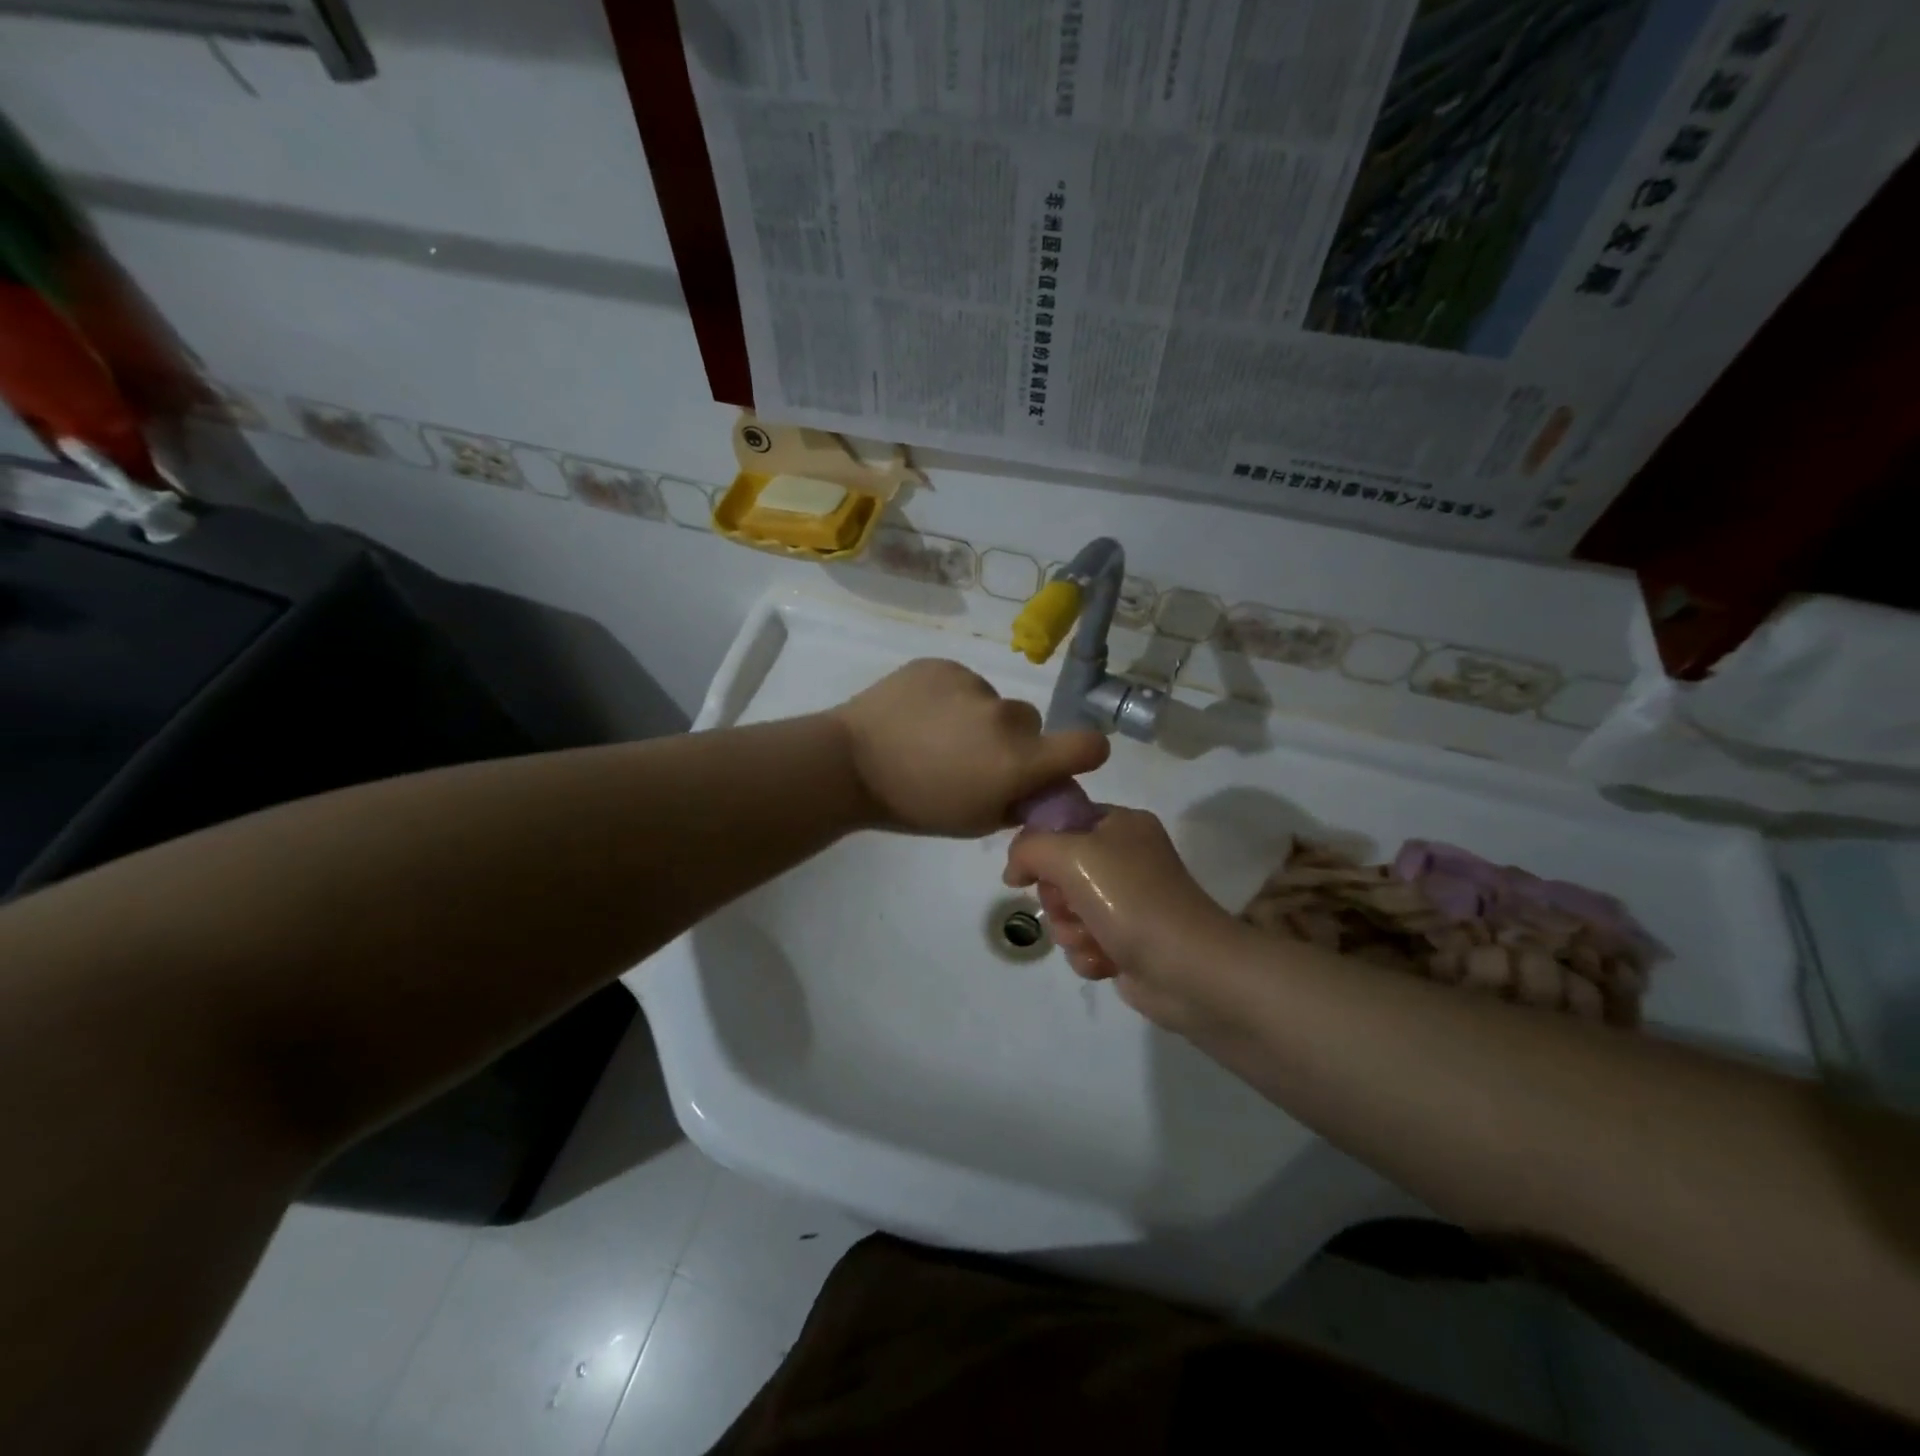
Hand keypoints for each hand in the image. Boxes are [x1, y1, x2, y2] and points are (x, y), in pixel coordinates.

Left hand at [832, 659, 1108, 835]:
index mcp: (1018, 760)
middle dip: (1014, 740)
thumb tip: (1038, 786)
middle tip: (973, 757)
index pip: (1088, 745)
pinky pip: (963, 682)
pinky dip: (950, 698)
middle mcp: (1006, 716)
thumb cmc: (914, 805)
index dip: (1084, 753)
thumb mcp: (975, 821)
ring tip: (934, 736)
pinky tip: (918, 716)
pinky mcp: (943, 665)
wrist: (850, 763)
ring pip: (993, 702)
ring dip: (978, 718)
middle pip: (1031, 723)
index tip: (1064, 760)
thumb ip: (1018, 802)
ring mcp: (973, 684)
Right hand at [1004, 807, 1244, 1032]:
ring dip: (1070, 930)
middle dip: (1057, 898)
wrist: (1187, 969)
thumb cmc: (1131, 898)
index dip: (1039, 844)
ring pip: (1067, 912)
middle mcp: (1126, 859)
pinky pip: (1083, 942)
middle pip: (1059, 872)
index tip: (1028, 869)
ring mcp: (1127, 903)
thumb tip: (1014, 871)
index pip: (1063, 820)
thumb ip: (1029, 848)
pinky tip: (1106, 960)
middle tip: (1072, 906)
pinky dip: (1088, 953)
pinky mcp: (1127, 942)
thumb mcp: (1071, 855)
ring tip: (1093, 938)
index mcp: (1122, 825)